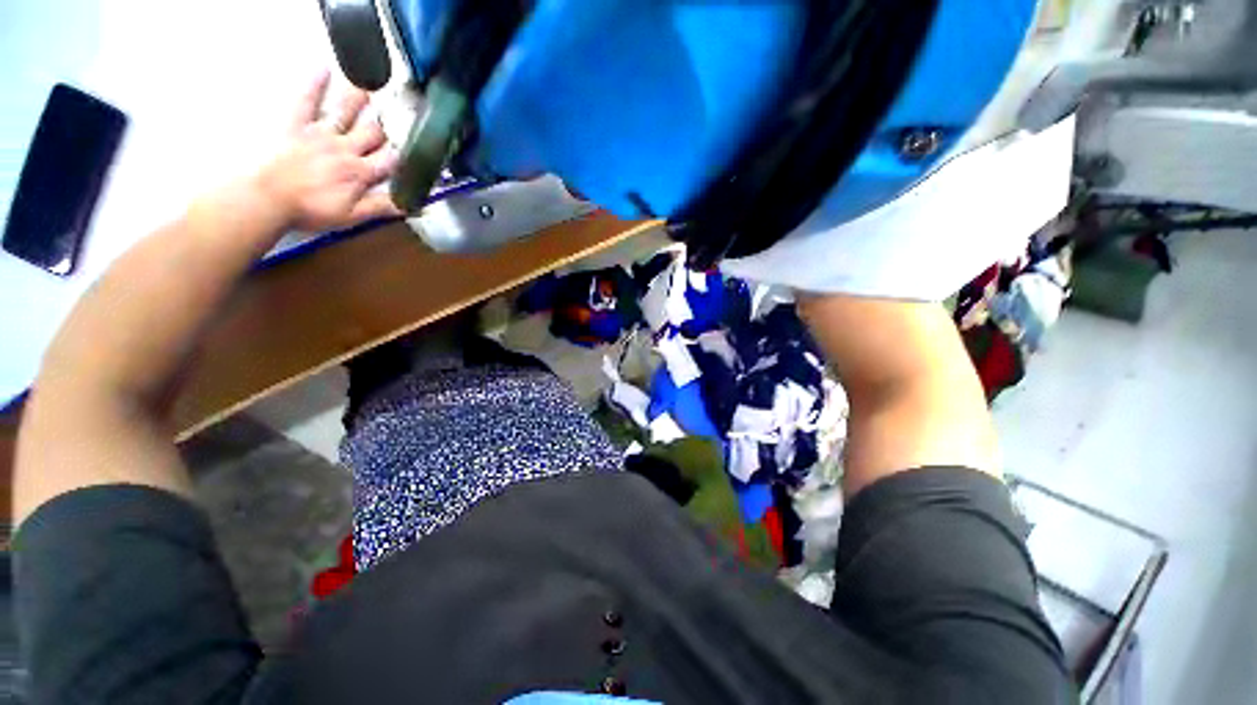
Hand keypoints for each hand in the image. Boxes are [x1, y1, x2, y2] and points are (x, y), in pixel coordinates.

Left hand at [256, 71, 400, 231]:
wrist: (266, 198)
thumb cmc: (310, 210)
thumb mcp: (352, 216)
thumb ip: (383, 208)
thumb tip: (416, 207)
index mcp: (360, 173)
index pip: (390, 161)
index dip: (403, 156)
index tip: (411, 151)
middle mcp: (345, 149)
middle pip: (371, 134)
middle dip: (384, 128)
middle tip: (392, 118)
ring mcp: (320, 134)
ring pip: (346, 113)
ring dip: (358, 101)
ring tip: (368, 87)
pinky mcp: (296, 125)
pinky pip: (306, 100)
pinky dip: (314, 84)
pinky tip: (323, 68)